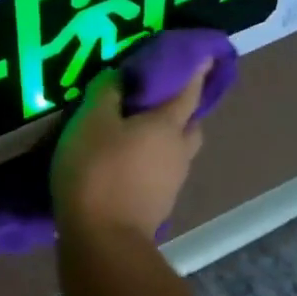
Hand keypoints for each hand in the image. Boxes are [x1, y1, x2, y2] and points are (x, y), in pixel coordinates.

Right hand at [52, 61, 209, 241]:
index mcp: (168, 124)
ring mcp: (172, 182)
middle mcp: (179, 151)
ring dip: (163, 139)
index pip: (189, 89)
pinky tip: (126, 163)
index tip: (204, 55)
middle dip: (181, 109)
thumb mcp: (91, 120)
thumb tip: (121, 77)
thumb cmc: (97, 170)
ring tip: (133, 133)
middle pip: (190, 124)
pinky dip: (149, 162)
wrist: (102, 240)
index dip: (196, 70)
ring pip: (176, 150)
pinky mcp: (158, 205)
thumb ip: (107, 93)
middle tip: (157, 100)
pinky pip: (160, 172)